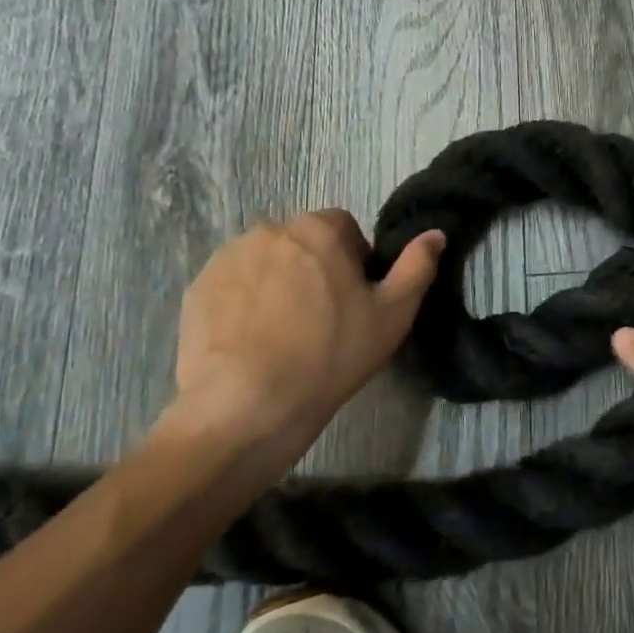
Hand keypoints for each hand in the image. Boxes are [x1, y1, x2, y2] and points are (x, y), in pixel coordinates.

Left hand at [164, 211, 445, 463]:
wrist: (247, 405)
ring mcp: (228, 258)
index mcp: (319, 229)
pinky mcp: (198, 288)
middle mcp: (271, 230)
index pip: (344, 227)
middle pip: (303, 242)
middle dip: (314, 268)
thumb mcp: (393, 314)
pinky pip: (233, 284)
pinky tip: (253, 341)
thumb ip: (417, 267)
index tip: (354, 299)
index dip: (354, 260)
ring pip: (266, 261)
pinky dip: (244, 302)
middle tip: (322, 319)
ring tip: (284, 333)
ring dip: (278, 282)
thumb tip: (436, 233)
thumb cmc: (331, 355)